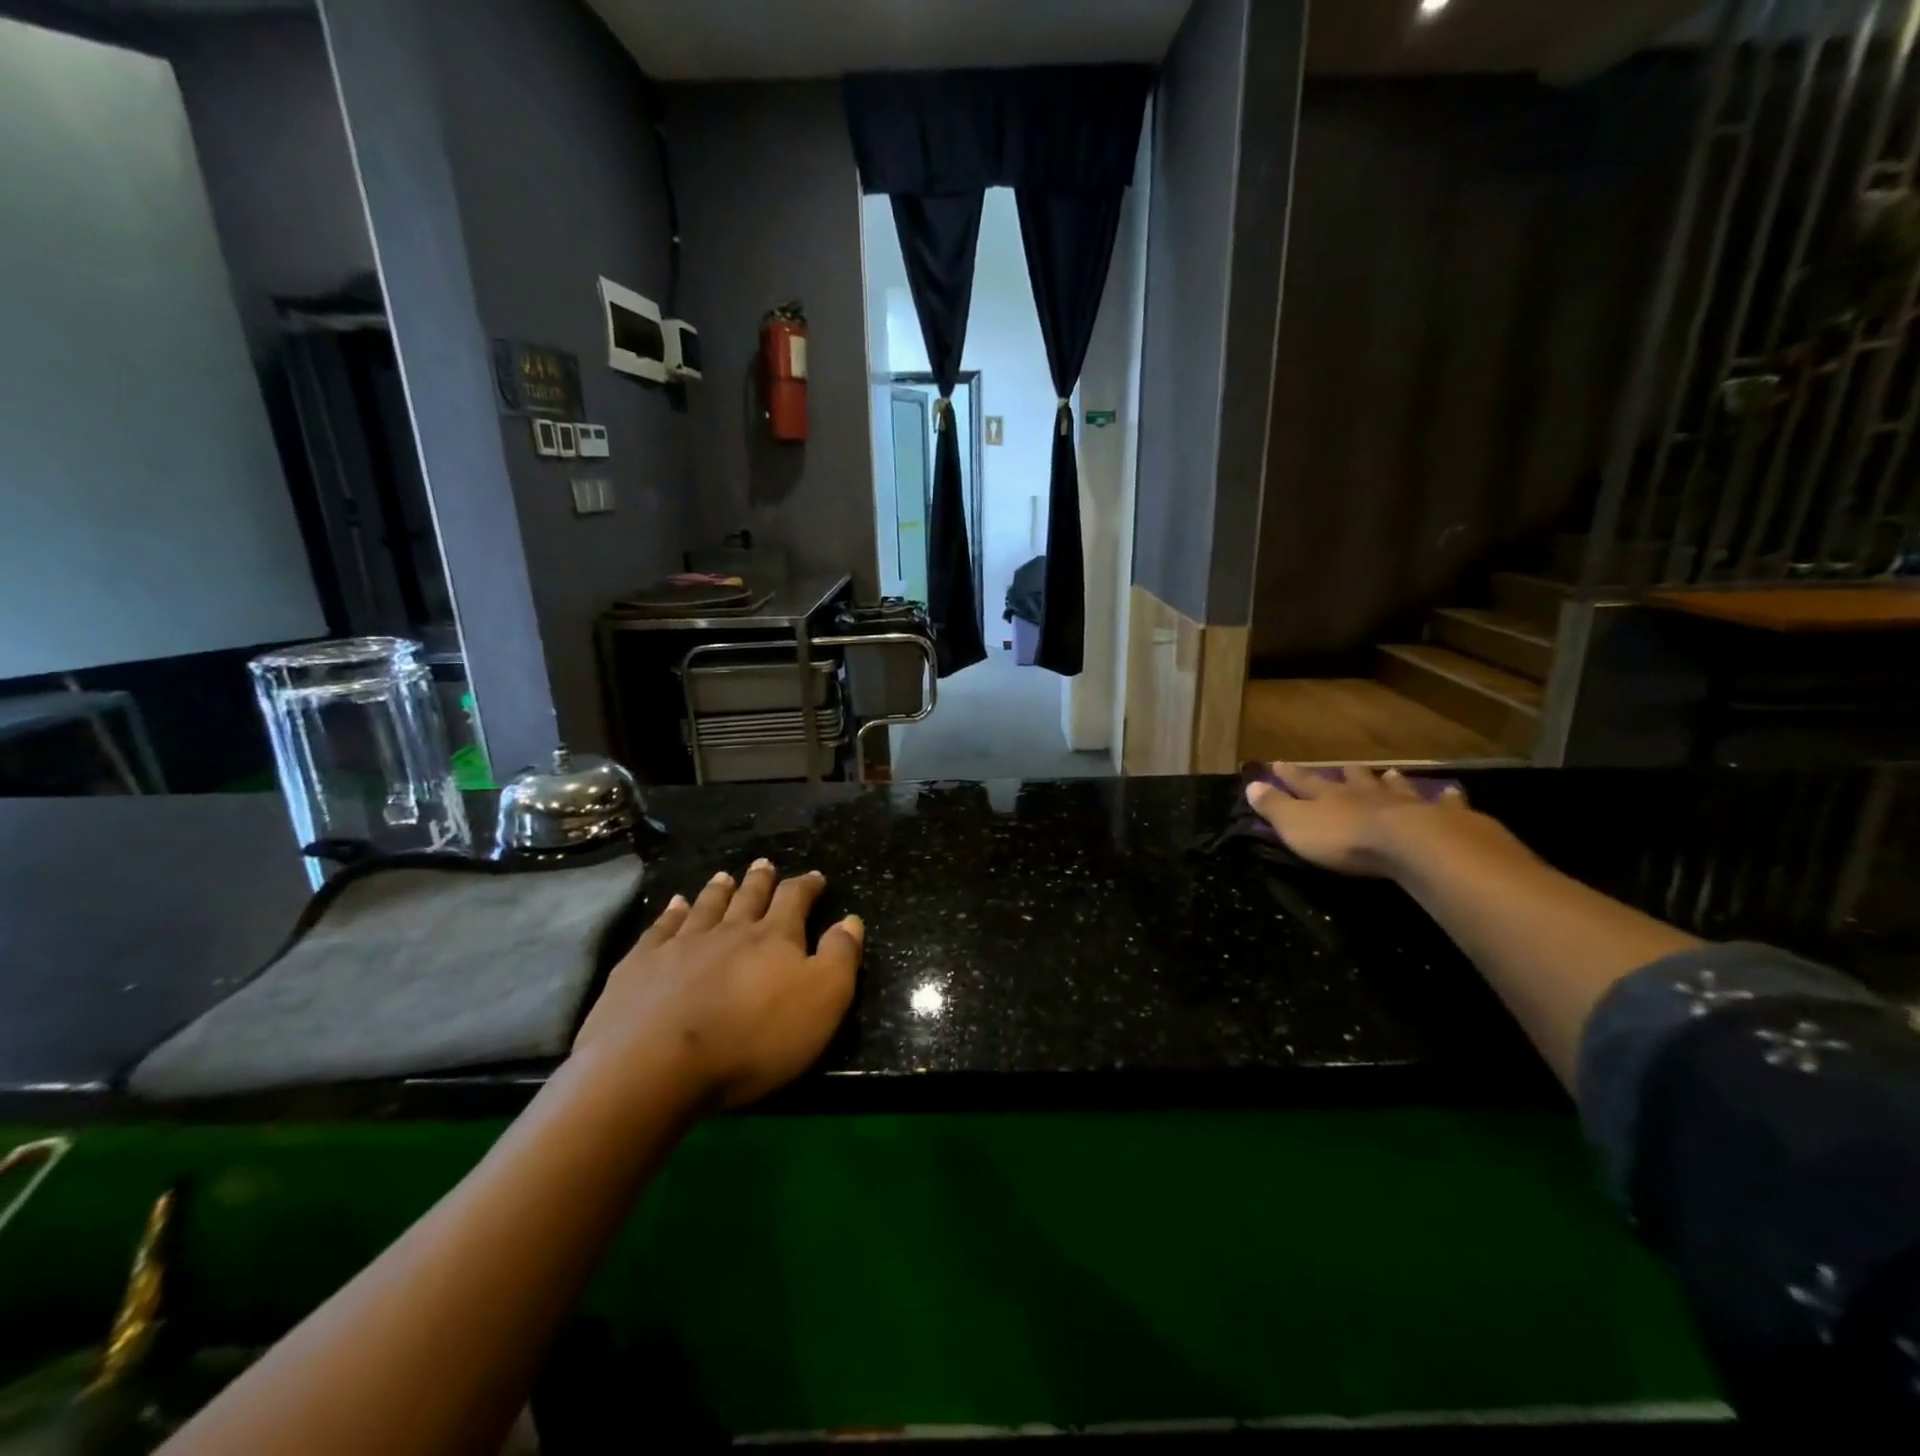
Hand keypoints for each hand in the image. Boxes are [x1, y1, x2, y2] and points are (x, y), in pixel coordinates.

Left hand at [573, 860, 861, 1109]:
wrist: (656, 1064)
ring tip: (723, 876)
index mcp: (774, 938)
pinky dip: (671, 913)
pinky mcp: (640, 966)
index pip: (794, 899)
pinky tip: (674, 905)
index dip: (806, 886)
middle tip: (764, 864)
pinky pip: (661, 928)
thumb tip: (851, 920)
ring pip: (705, 907)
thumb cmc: (753, 1038)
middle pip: (748, 897)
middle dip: (760, 881)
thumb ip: (840, 957)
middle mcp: (728, 931)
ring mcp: (680, 945)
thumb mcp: (822, 1001)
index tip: (815, 877)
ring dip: (717, 891)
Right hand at [1246, 763, 1491, 877]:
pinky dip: (1447, 798)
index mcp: (1330, 798)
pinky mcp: (1443, 818)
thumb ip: (1274, 807)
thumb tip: (1250, 784)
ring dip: (1391, 781)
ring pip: (1396, 788)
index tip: (1277, 763)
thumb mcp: (1296, 826)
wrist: (1412, 846)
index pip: (1304, 782)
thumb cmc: (1345, 840)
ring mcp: (1406, 803)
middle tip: (1345, 766)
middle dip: (1346, 774)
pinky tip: (1452, 792)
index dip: (1289, 775)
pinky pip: (1446, 804)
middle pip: (1354, 780)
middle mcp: (1366, 794)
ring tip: (1392, 773)